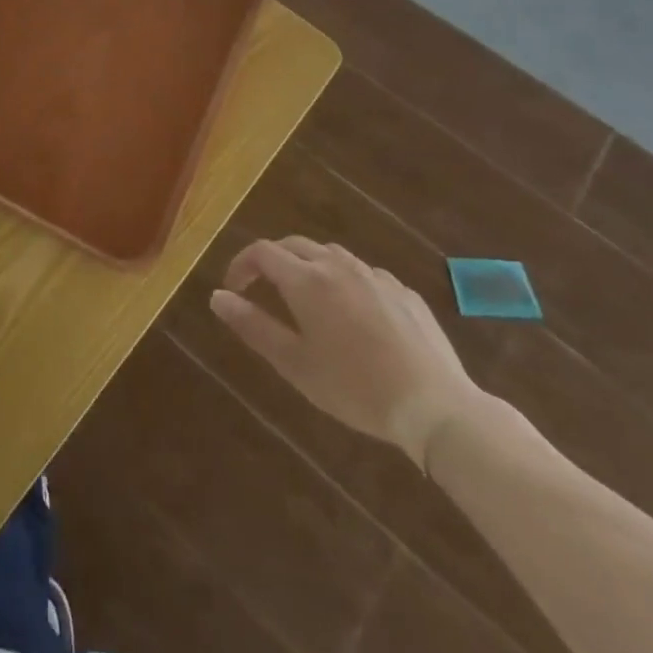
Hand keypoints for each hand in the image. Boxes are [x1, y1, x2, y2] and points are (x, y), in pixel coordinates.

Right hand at [210, 238, 480, 467]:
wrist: (436, 407)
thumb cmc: (355, 388)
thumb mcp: (294, 363)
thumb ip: (252, 325)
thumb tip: (216, 296)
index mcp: (306, 280)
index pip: (261, 252)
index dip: (241, 265)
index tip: (233, 290)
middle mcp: (338, 266)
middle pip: (294, 245)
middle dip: (272, 260)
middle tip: (262, 288)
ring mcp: (375, 276)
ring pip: (330, 255)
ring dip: (308, 266)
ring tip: (305, 298)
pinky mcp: (404, 292)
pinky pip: (364, 273)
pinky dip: (345, 281)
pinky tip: (353, 313)